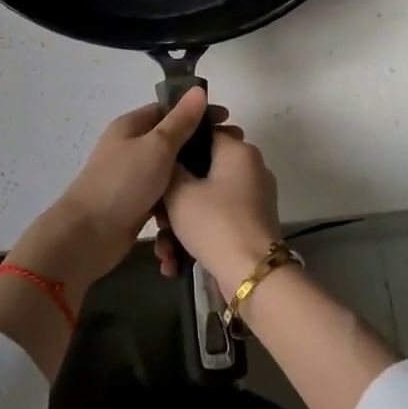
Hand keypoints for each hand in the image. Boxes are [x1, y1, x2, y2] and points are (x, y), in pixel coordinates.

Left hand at [4, 87, 215, 300]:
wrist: (89, 235)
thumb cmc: (124, 182)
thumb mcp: (157, 146)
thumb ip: (181, 121)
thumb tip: (198, 90)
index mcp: (131, 126)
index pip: (169, 110)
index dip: (198, 112)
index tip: (227, 121)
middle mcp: (130, 147)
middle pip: (171, 139)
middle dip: (200, 143)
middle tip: (232, 150)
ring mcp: (132, 176)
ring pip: (170, 169)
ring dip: (192, 172)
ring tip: (222, 177)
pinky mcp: (136, 203)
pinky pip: (164, 194)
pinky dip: (180, 196)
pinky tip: (202, 201)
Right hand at [154, 123, 282, 293]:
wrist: (251, 275)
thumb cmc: (214, 223)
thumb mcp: (179, 191)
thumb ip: (169, 166)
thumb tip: (169, 156)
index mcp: (238, 151)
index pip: (201, 133)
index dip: (174, 149)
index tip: (154, 169)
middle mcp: (250, 168)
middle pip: (200, 172)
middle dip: (172, 199)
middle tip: (157, 219)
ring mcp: (253, 197)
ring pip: (206, 200)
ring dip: (180, 224)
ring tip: (164, 251)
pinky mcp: (251, 223)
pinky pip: (217, 219)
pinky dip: (197, 235)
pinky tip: (176, 261)